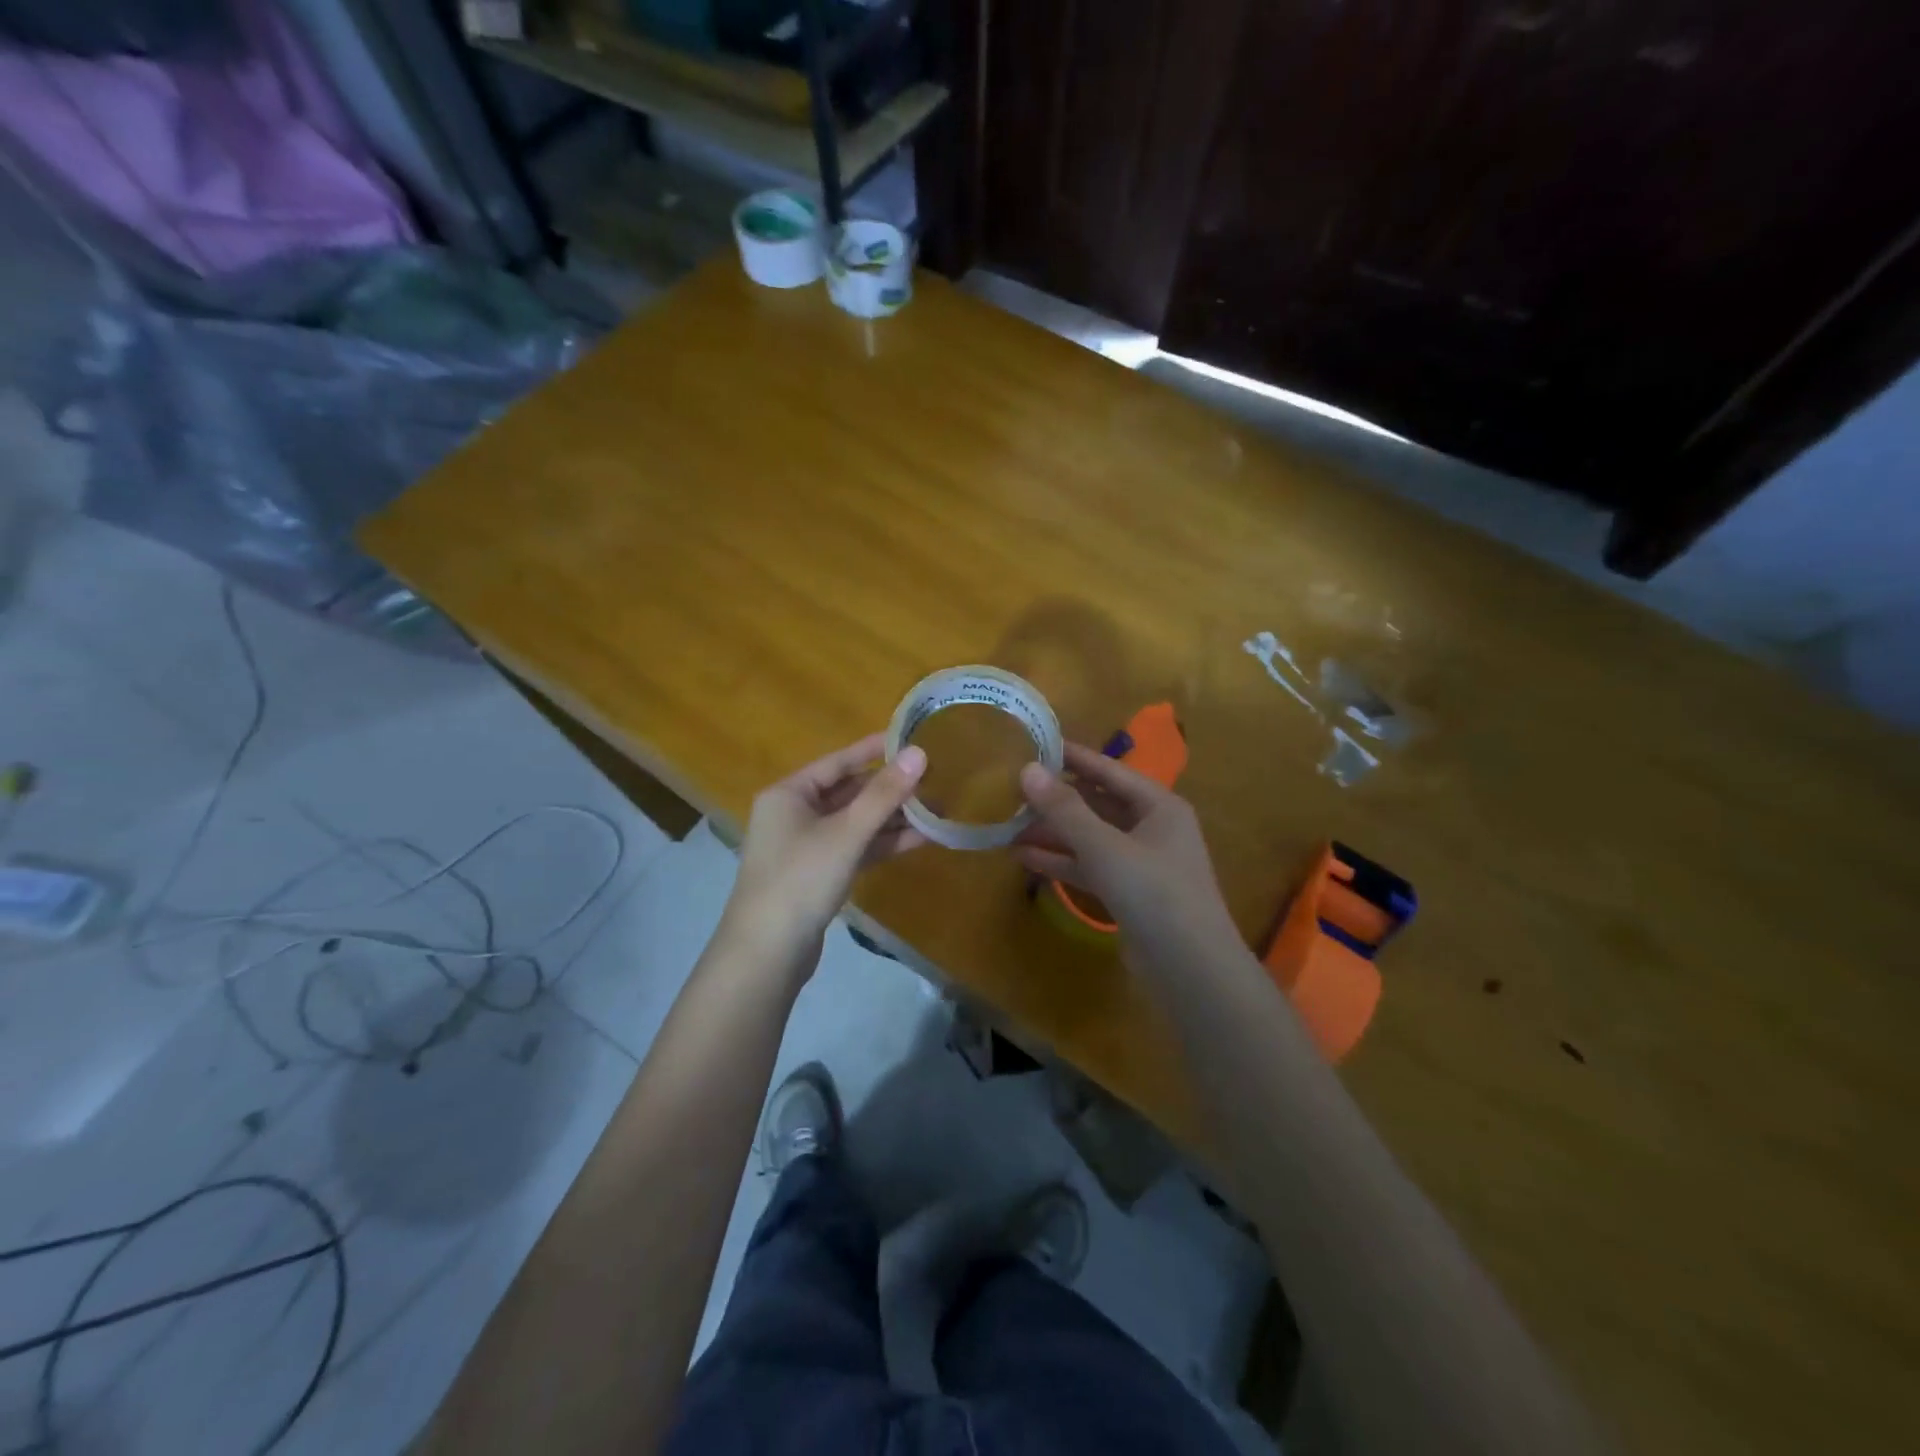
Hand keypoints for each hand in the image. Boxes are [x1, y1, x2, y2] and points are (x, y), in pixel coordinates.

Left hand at [718, 733, 928, 981]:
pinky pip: (855, 848)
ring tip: (937, 809)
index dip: (874, 750)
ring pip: (855, 823)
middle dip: (890, 790)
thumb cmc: (801, 879)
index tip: (910, 739)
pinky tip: (919, 839)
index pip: (838, 762)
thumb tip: (920, 752)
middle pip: (849, 792)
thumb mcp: (846, 833)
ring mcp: (806, 847)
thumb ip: (884, 794)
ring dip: (892, 818)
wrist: (767, 953)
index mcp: (789, 794)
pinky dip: (883, 844)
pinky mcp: (818, 875)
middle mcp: (794, 814)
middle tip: (934, 779)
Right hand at [1015, 743, 1245, 978]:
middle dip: (1057, 799)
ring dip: (1053, 832)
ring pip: (1090, 838)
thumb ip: (1065, 810)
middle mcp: (1152, 828)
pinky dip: (1061, 862)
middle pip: (1097, 804)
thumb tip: (1027, 769)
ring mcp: (1140, 863)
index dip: (1073, 757)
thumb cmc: (1154, 893)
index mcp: (1159, 806)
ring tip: (1009, 823)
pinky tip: (1024, 858)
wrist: (1190, 969)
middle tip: (1013, 787)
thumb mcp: (1105, 847)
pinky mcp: (1127, 894)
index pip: (1109, 771)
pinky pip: (1089, 867)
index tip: (1036, 743)